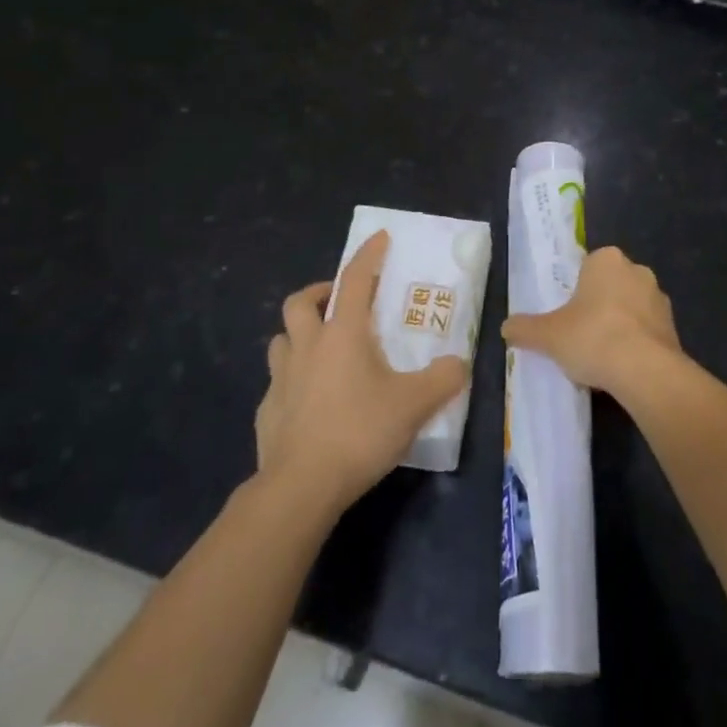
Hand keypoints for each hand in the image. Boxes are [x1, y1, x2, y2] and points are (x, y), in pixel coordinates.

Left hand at [254, 230, 468, 512]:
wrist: (300, 488)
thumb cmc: (358, 433)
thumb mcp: (414, 405)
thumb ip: (443, 379)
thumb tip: (459, 364)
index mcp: (342, 335)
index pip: (354, 280)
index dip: (367, 255)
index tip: (378, 238)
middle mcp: (307, 347)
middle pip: (300, 302)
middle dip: (319, 292)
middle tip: (338, 301)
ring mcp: (281, 380)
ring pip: (282, 340)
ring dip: (300, 335)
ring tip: (321, 349)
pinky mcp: (267, 412)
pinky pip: (278, 383)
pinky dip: (293, 380)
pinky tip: (309, 401)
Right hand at [502, 245, 681, 397]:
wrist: (645, 370)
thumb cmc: (592, 337)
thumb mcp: (548, 335)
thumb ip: (525, 329)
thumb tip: (506, 328)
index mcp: (607, 259)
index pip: (588, 267)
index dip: (577, 291)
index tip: (568, 315)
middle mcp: (637, 270)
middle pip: (611, 285)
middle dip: (600, 306)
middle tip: (581, 335)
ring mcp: (659, 298)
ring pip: (632, 308)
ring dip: (621, 325)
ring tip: (602, 357)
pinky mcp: (674, 327)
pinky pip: (648, 331)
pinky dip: (637, 344)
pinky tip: (623, 368)